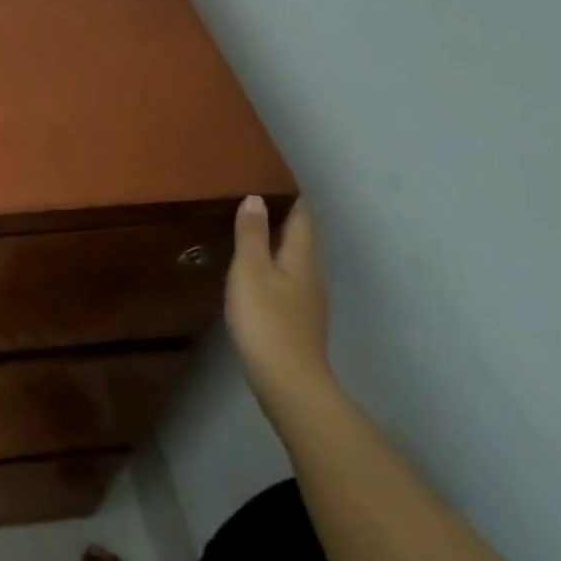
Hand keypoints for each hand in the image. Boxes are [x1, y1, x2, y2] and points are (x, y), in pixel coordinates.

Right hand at [226, 196, 332, 406]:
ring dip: (276, 244)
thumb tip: (256, 198)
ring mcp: (308, 300)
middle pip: (301, 238)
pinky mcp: (298, 321)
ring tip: (248, 233)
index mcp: (302, 257)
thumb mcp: (250, 272)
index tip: (271, 179)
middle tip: (252, 201)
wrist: (288, 381)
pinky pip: (288, 281)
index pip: (302, 217)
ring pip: (295, 260)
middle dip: (282, 218)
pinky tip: (254, 275)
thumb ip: (251, 235)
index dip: (289, 197)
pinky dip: (273, 267)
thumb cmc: (266, 320)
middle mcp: (311, 274)